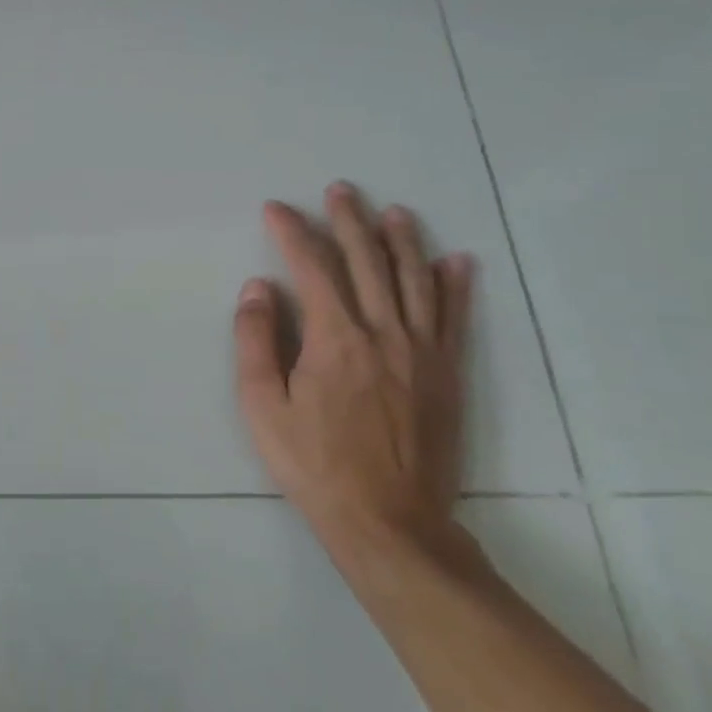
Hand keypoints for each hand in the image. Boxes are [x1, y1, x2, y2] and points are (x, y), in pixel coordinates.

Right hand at [233, 181, 475, 562]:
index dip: (293, 232)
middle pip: (367, 261)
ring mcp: (422, 352)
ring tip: (393, 212)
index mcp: (335, 338)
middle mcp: (383, 332)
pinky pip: (454, 318)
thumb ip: (255, 341)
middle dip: (350, 221)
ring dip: (402, 241)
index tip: (276, 209)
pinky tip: (456, 262)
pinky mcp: (447, 374)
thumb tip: (258, 288)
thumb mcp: (262, 407)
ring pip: (414, 280)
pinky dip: (455, 286)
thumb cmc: (314, 464)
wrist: (389, 521)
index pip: (312, 267)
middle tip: (340, 190)